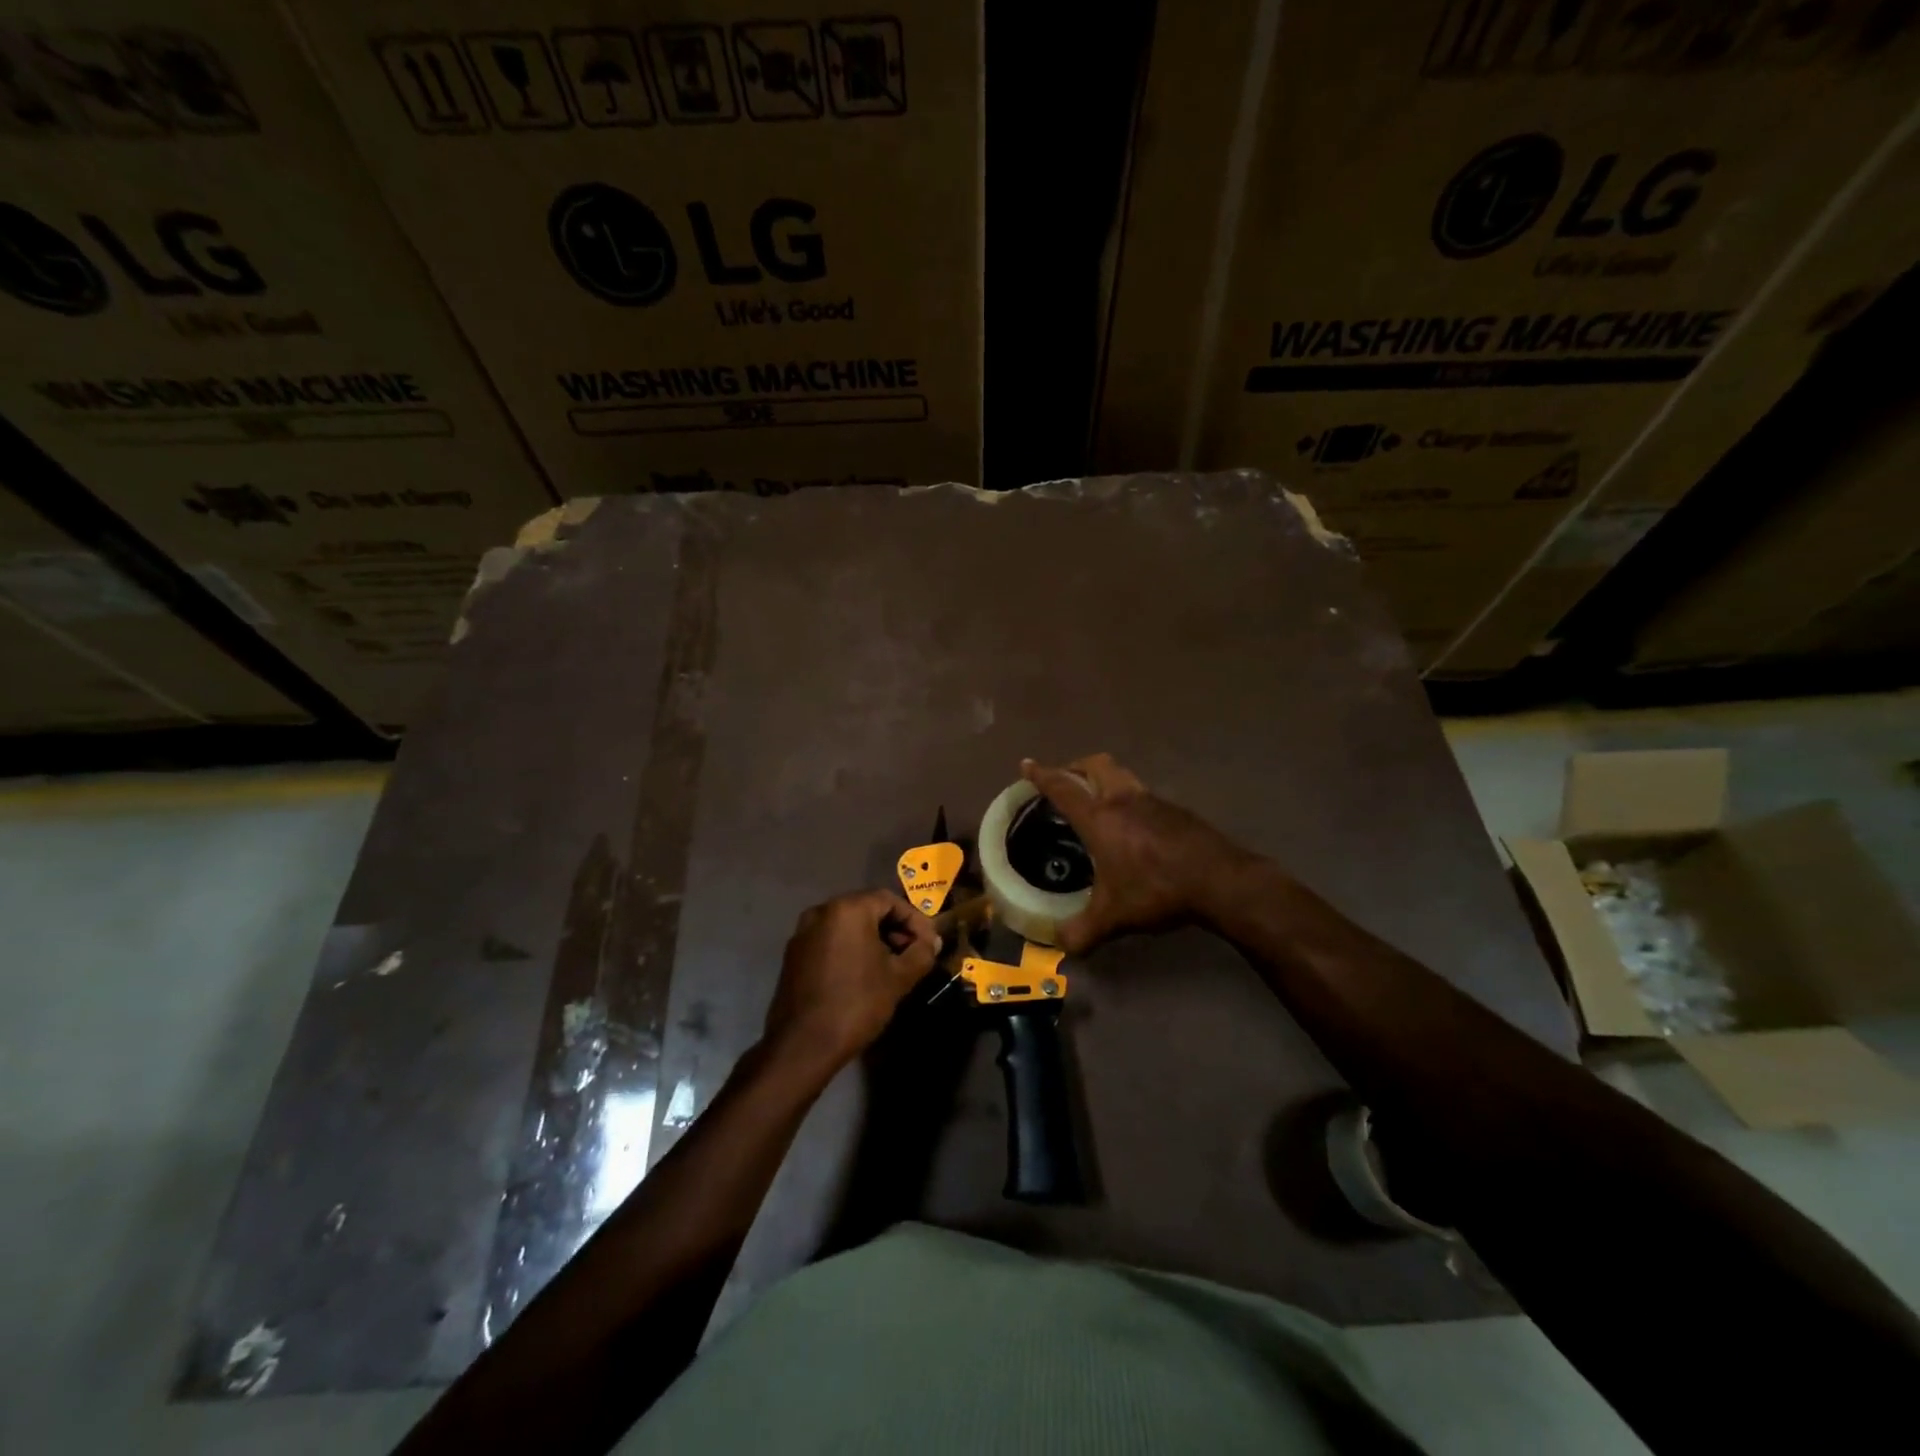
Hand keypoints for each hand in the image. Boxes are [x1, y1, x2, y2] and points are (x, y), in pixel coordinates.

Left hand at [762, 890, 939, 1077]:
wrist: (803, 1046)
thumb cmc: (856, 1004)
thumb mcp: (899, 978)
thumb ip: (921, 952)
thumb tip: (931, 942)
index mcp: (847, 909)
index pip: (889, 900)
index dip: (915, 920)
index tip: (929, 943)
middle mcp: (821, 912)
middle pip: (867, 910)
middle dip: (894, 929)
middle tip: (913, 953)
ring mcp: (803, 933)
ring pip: (847, 926)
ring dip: (873, 940)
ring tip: (892, 966)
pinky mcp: (793, 955)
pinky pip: (830, 941)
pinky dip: (851, 949)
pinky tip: (864, 975)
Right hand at [1021, 754, 1252, 954]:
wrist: (1219, 880)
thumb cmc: (1156, 889)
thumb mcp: (1114, 917)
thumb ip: (1083, 931)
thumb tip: (1061, 945)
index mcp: (1099, 818)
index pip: (1063, 788)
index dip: (1042, 775)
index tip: (1027, 764)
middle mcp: (1123, 800)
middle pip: (1095, 765)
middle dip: (1075, 767)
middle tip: (1065, 780)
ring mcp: (1153, 801)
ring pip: (1122, 775)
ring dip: (1104, 780)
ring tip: (1097, 803)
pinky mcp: (1176, 811)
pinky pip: (1142, 794)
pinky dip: (1128, 799)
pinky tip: (1133, 827)